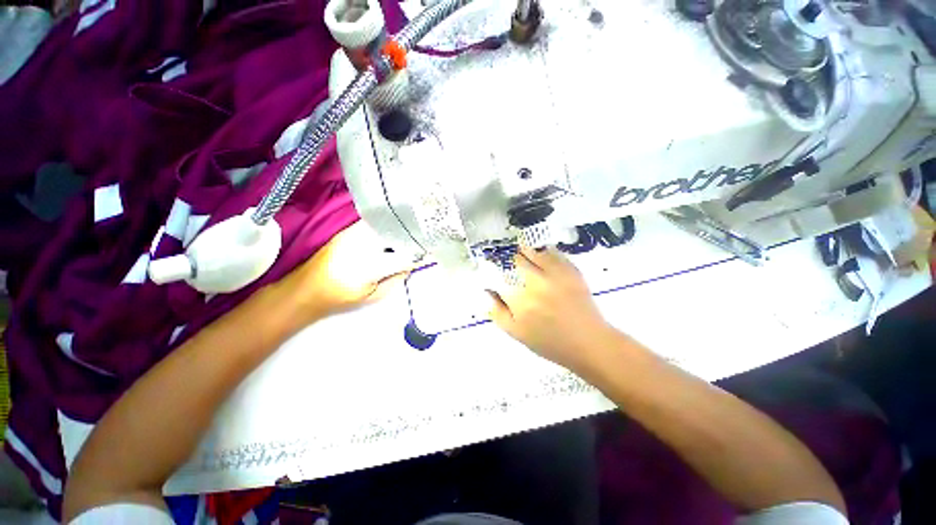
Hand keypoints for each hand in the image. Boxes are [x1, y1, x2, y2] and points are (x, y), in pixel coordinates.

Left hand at [275, 221, 411, 326]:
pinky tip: (390, 237)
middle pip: (397, 235)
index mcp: (370, 266)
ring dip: (400, 232)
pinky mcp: (349, 229)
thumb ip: (397, 277)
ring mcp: (355, 232)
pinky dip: (388, 228)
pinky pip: (376, 224)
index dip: (417, 255)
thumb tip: (413, 263)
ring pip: (387, 225)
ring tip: (407, 240)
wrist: (306, 288)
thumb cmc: (342, 297)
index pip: (404, 256)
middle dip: (411, 239)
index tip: (427, 255)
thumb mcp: (375, 294)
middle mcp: (363, 244)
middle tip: (420, 246)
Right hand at [489, 246, 618, 370]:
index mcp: (520, 300)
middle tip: (511, 266)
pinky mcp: (571, 270)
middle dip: (510, 261)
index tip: (492, 270)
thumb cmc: (549, 342)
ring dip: (525, 253)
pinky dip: (544, 252)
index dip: (493, 270)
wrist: (588, 343)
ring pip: (533, 252)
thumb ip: (497, 312)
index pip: (499, 275)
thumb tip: (487, 291)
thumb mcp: (516, 333)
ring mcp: (555, 274)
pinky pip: (553, 253)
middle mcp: (535, 282)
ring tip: (524, 256)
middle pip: (516, 259)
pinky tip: (542, 257)